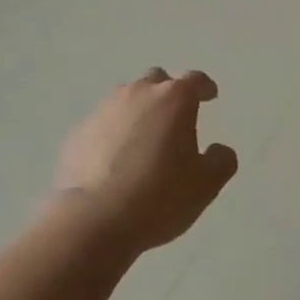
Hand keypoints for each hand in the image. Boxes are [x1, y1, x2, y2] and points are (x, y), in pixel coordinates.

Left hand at [54, 68, 237, 252]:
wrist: (93, 220)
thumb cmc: (159, 196)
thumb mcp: (206, 184)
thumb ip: (221, 161)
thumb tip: (218, 150)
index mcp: (174, 98)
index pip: (195, 80)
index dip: (205, 87)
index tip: (210, 96)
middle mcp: (138, 93)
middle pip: (157, 80)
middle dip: (168, 93)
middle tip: (175, 118)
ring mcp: (104, 110)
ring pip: (126, 99)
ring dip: (139, 111)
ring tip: (143, 139)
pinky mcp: (78, 132)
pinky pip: (102, 124)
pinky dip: (112, 133)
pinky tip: (114, 160)